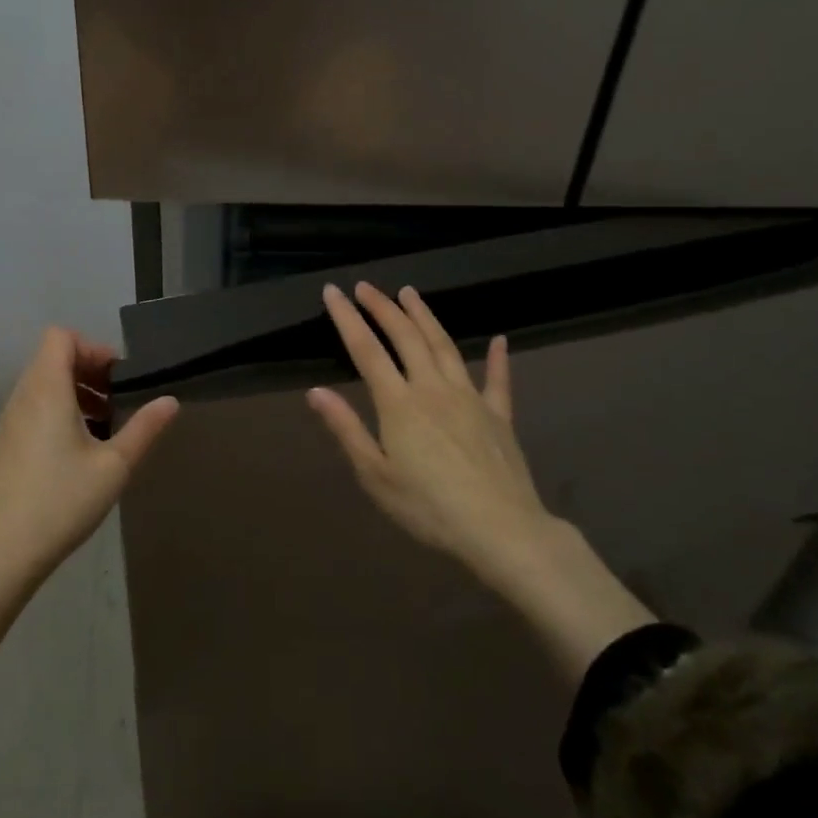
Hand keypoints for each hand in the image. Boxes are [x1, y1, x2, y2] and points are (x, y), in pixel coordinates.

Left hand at [0, 327, 179, 596]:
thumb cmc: (60, 502)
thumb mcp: (114, 466)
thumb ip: (144, 429)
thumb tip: (171, 400)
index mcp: (46, 389)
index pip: (61, 336)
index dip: (92, 347)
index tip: (118, 378)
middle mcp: (23, 396)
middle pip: (52, 358)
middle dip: (88, 370)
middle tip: (118, 400)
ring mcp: (9, 422)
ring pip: (42, 384)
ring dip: (74, 392)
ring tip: (103, 425)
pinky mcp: (5, 445)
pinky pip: (33, 408)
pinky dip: (58, 411)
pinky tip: (78, 451)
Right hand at [307, 282, 552, 588]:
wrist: (501, 530)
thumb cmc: (429, 507)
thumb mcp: (376, 475)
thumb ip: (347, 429)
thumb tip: (316, 391)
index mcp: (399, 403)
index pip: (366, 350)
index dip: (347, 318)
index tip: (333, 291)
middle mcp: (433, 388)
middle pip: (406, 337)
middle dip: (383, 307)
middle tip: (366, 286)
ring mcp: (469, 397)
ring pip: (444, 345)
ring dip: (425, 316)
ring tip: (410, 293)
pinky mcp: (498, 415)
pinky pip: (498, 380)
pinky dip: (498, 358)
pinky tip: (499, 340)